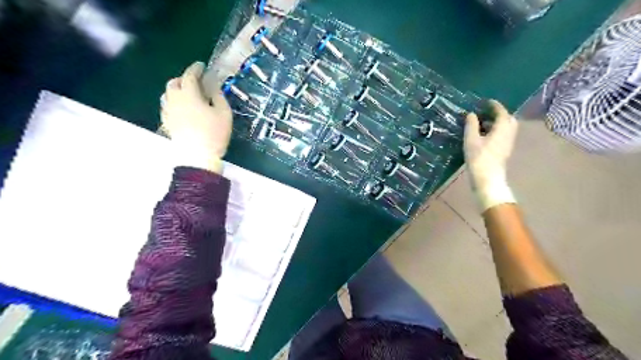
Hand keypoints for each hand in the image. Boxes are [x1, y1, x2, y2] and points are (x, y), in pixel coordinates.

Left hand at [161, 62, 232, 174]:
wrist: (197, 156)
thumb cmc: (214, 133)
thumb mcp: (224, 113)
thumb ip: (218, 96)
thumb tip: (213, 84)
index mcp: (189, 94)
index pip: (190, 75)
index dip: (196, 68)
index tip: (201, 65)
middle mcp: (174, 99)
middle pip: (174, 82)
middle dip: (184, 78)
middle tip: (196, 81)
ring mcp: (168, 112)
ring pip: (168, 94)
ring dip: (177, 90)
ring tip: (188, 94)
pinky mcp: (167, 123)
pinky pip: (167, 106)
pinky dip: (174, 102)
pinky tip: (182, 108)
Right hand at [464, 100, 517, 212]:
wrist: (488, 179)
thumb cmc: (479, 158)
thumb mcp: (471, 140)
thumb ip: (472, 125)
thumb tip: (472, 114)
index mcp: (502, 128)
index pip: (501, 111)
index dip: (494, 105)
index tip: (485, 101)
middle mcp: (509, 133)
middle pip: (507, 119)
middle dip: (498, 114)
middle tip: (485, 113)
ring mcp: (509, 142)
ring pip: (506, 128)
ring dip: (496, 123)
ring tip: (482, 124)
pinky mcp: (505, 150)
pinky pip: (503, 135)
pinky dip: (496, 131)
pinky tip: (484, 136)